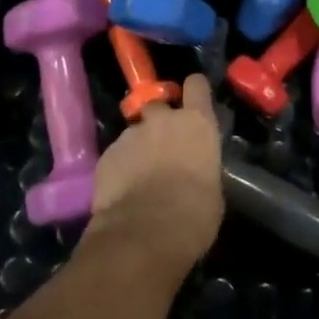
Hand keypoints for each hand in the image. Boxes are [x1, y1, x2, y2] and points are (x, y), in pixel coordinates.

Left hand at [83, 73, 223, 272]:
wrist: (146, 233)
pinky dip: (120, 166)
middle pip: (159, 106)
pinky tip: (123, 190)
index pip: (197, 85)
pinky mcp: (106, 155)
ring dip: (139, 147)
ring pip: (135, 132)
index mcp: (196, 123)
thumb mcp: (212, 187)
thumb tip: (194, 169)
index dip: (194, 91)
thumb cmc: (195, 213)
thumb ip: (201, 165)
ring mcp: (130, 135)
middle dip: (159, 121)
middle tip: (162, 146)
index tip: (193, 101)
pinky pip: (116, 154)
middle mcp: (162, 120)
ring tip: (140, 175)